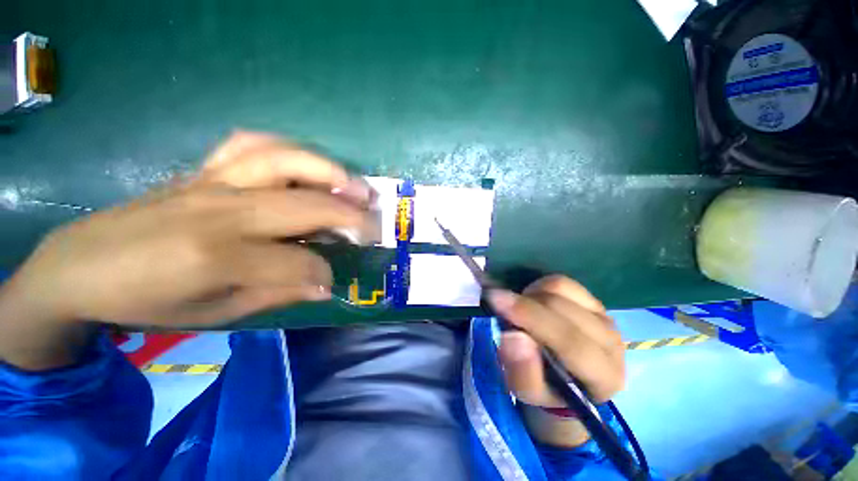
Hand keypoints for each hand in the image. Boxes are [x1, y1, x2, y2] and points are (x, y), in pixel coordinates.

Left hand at [0, 132, 376, 368]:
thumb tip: (323, 285)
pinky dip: (287, 150)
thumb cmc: (146, 300)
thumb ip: (276, 294)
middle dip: (351, 218)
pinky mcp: (203, 170)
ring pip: (284, 161)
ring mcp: (212, 183)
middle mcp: (222, 212)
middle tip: (374, 226)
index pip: (299, 263)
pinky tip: (305, 165)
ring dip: (329, 172)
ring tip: (354, 186)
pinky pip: (251, 145)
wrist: (82, 265)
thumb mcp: (214, 313)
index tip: (332, 282)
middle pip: (307, 206)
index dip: (324, 274)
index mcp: (219, 259)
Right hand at [489, 276, 625, 446]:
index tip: (496, 300)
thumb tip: (514, 336)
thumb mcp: (527, 392)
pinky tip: (533, 302)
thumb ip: (522, 371)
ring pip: (561, 289)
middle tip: (499, 305)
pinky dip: (539, 287)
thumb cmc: (546, 388)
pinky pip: (561, 282)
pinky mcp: (593, 300)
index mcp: (603, 376)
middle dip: (524, 304)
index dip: (530, 317)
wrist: (566, 379)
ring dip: (531, 295)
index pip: (570, 341)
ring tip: (520, 311)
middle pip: (562, 308)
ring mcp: (604, 316)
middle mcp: (611, 342)